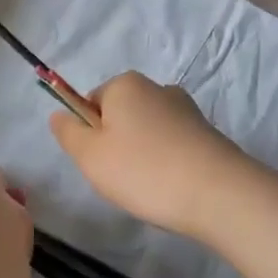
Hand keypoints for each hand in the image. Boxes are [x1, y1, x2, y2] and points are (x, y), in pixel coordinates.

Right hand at [49, 72, 261, 241]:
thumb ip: (68, 133)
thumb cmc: (143, 170)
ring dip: (142, 156)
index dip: (89, 134)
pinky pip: (172, 145)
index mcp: (125, 84)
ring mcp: (186, 109)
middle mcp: (157, 87)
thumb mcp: (90, 155)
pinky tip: (172, 187)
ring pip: (147, 132)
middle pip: (120, 116)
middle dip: (116, 145)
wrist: (219, 193)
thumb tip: (58, 114)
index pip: (91, 102)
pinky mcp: (207, 133)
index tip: (99, 162)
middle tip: (120, 178)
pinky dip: (167, 163)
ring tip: (149, 187)